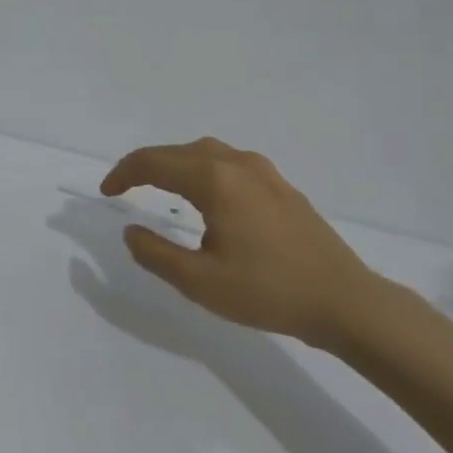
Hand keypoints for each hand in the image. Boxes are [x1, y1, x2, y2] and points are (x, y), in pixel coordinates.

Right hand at [101, 138, 382, 348]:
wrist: (346, 302)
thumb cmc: (269, 291)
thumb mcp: (200, 282)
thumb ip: (156, 254)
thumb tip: (131, 230)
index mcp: (214, 180)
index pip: (154, 162)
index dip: (123, 174)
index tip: (106, 192)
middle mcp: (236, 163)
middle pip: (177, 151)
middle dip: (145, 165)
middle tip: (124, 188)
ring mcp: (263, 171)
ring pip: (204, 152)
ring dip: (174, 163)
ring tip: (157, 186)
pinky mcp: (280, 185)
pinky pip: (227, 162)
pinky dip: (201, 169)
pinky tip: (205, 195)